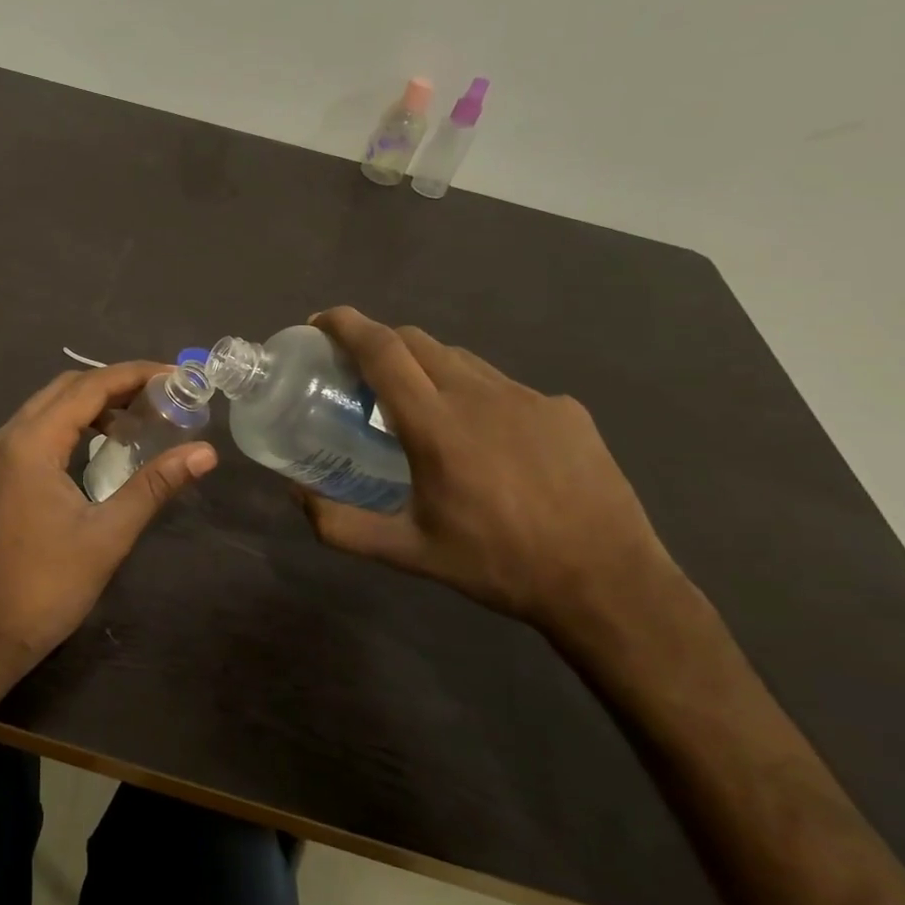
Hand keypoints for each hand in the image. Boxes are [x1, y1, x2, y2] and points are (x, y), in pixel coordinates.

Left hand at [0, 362, 216, 672]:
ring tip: (140, 416)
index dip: (134, 375)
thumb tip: (205, 453)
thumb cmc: (47, 585)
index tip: (174, 375)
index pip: (88, 388)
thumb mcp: (108, 534)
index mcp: (31, 443)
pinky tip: (103, 444)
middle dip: (115, 383)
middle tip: (163, 394)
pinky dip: (72, 424)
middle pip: (66, 388)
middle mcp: (8, 436)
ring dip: (92, 403)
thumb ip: (155, 485)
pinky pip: (38, 429)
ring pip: (49, 407)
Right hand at [299, 307, 685, 638]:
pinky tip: (486, 438)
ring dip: (426, 366)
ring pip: (460, 359)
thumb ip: (341, 525)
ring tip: (420, 404)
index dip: (346, 325)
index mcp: (435, 424)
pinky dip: (476, 395)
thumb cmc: (498, 564)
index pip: (382, 350)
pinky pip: (504, 385)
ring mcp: (527, 397)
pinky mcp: (564, 408)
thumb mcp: (409, 553)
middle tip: (360, 371)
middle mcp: (479, 395)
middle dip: (379, 342)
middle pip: (416, 341)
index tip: (320, 322)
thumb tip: (296, 496)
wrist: (608, 583)